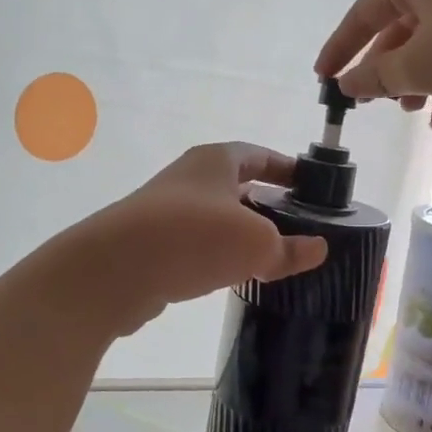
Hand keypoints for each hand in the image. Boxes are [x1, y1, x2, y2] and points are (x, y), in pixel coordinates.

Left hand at [63, 143, 328, 335]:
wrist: (114, 270)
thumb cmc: (193, 237)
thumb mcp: (256, 243)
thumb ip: (289, 248)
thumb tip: (318, 249)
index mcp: (216, 161)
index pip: (260, 155)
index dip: (287, 168)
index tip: (311, 186)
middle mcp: (189, 179)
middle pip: (238, 186)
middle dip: (267, 204)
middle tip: (298, 226)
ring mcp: (166, 212)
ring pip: (216, 218)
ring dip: (241, 233)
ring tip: (272, 256)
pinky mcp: (152, 245)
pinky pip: (196, 245)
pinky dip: (217, 256)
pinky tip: (233, 276)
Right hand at [313, 0, 431, 128]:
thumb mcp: (418, 65)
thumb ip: (376, 76)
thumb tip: (347, 83)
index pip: (364, 12)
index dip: (340, 47)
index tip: (322, 77)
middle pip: (400, 27)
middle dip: (385, 68)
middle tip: (371, 99)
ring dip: (417, 80)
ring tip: (409, 111)